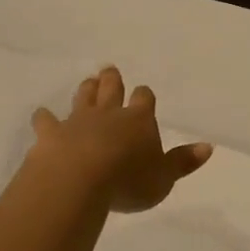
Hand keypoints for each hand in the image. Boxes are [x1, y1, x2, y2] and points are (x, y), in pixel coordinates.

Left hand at [30, 66, 212, 213]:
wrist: (78, 181)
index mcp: (139, 120)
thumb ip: (183, 162)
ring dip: (86, 90)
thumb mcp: (164, 178)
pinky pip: (46, 121)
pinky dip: (45, 117)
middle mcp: (109, 114)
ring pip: (82, 98)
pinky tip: (41, 114)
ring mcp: (77, 121)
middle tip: (109, 70)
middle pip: (111, 90)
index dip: (144, 96)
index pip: (144, 100)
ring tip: (87, 81)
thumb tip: (208, 147)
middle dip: (112, 80)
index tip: (143, 92)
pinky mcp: (50, 134)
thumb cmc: (128, 181)